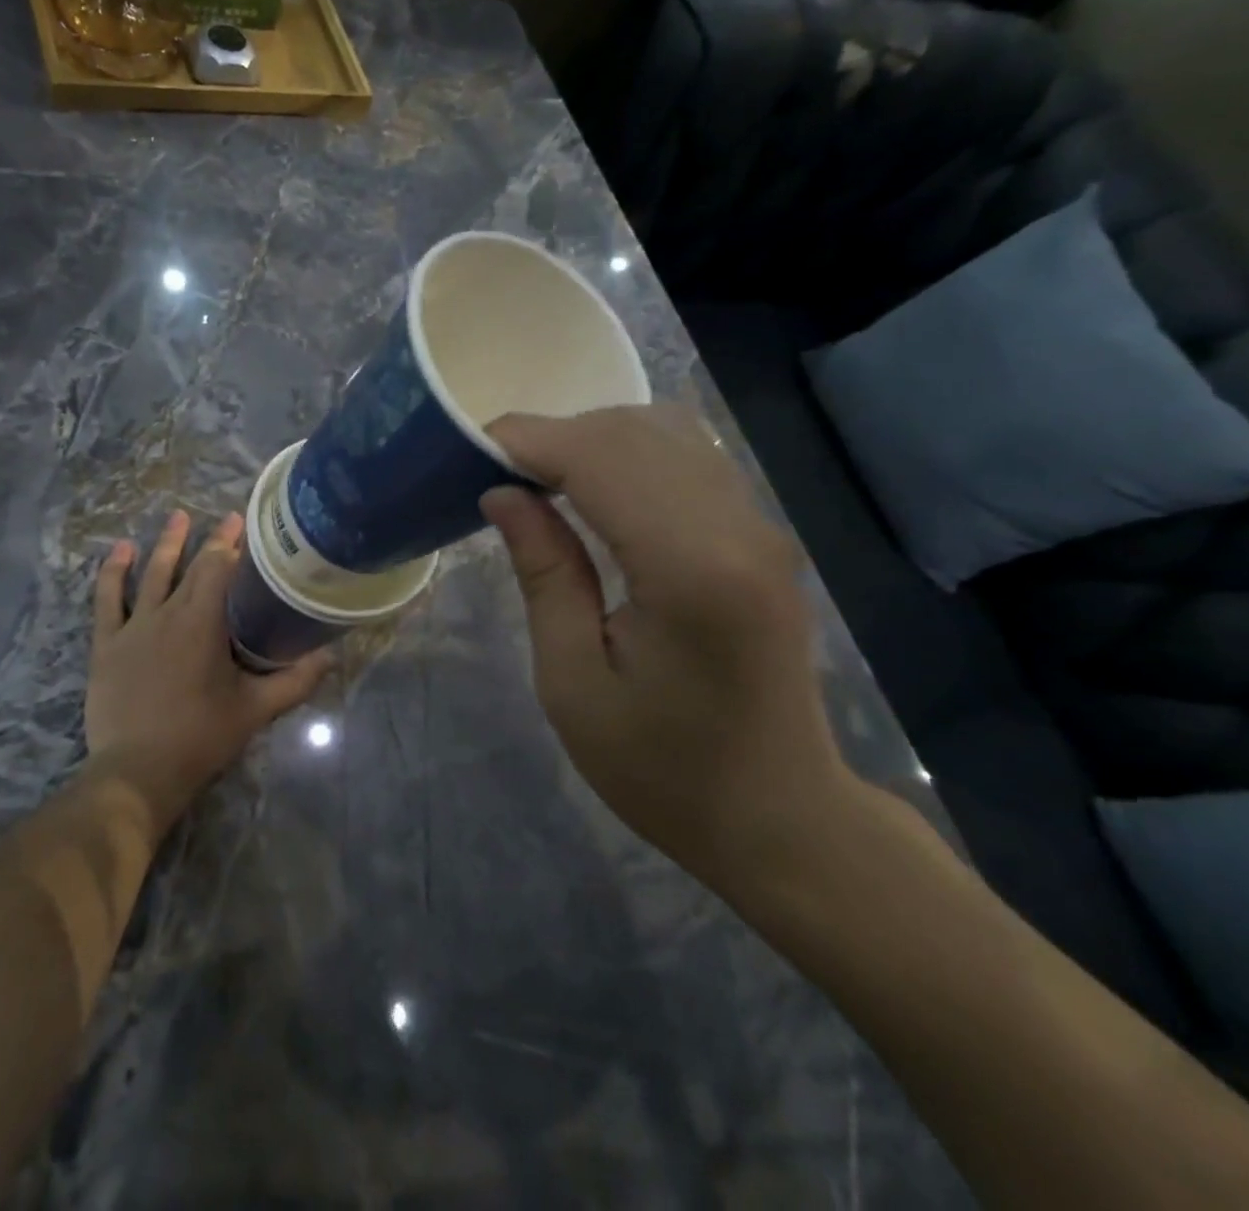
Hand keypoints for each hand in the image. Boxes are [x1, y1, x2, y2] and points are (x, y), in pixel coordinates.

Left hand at [86, 510, 330, 822]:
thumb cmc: (201, 737)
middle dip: (210, 540)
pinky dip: (113, 572)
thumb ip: (295, 681)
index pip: (219, 569)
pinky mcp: (107, 645)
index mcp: (203, 623)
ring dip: (166, 544)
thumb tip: (331, 657)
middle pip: (190, 566)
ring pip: (151, 575)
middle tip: (225, 517)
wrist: (138, 771)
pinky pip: (107, 600)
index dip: (233, 545)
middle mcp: (168, 614)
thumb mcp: (256, 709)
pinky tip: (121, 550)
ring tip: (178, 516)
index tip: (245, 525)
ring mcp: (133, 627)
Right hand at [480, 406, 859, 883]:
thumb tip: (503, 494)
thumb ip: (544, 573)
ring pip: (664, 432)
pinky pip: (687, 458)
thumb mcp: (573, 682)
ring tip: (535, 479)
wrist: (780, 816)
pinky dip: (627, 454)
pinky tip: (591, 490)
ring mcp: (759, 526)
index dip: (529, 441)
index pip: (600, 459)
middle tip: (493, 472)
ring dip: (589, 440)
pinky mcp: (760, 535)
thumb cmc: (662, 769)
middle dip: (552, 436)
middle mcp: (737, 528)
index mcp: (690, 569)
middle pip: (633, 432)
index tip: (468, 449)